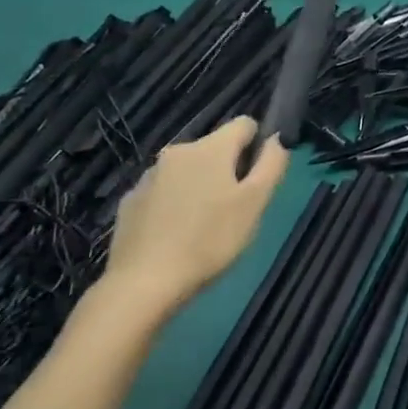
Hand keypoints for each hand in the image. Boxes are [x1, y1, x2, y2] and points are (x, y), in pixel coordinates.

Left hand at [99, 117, 289, 318]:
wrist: (142, 284)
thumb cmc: (209, 240)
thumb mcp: (255, 202)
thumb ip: (272, 163)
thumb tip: (277, 138)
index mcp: (211, 147)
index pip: (245, 124)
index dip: (257, 146)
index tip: (256, 180)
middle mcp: (177, 151)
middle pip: (215, 149)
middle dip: (227, 170)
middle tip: (233, 210)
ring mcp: (149, 176)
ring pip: (188, 171)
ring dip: (200, 187)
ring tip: (202, 227)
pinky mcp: (130, 202)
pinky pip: (163, 192)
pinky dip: (174, 205)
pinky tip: (175, 236)